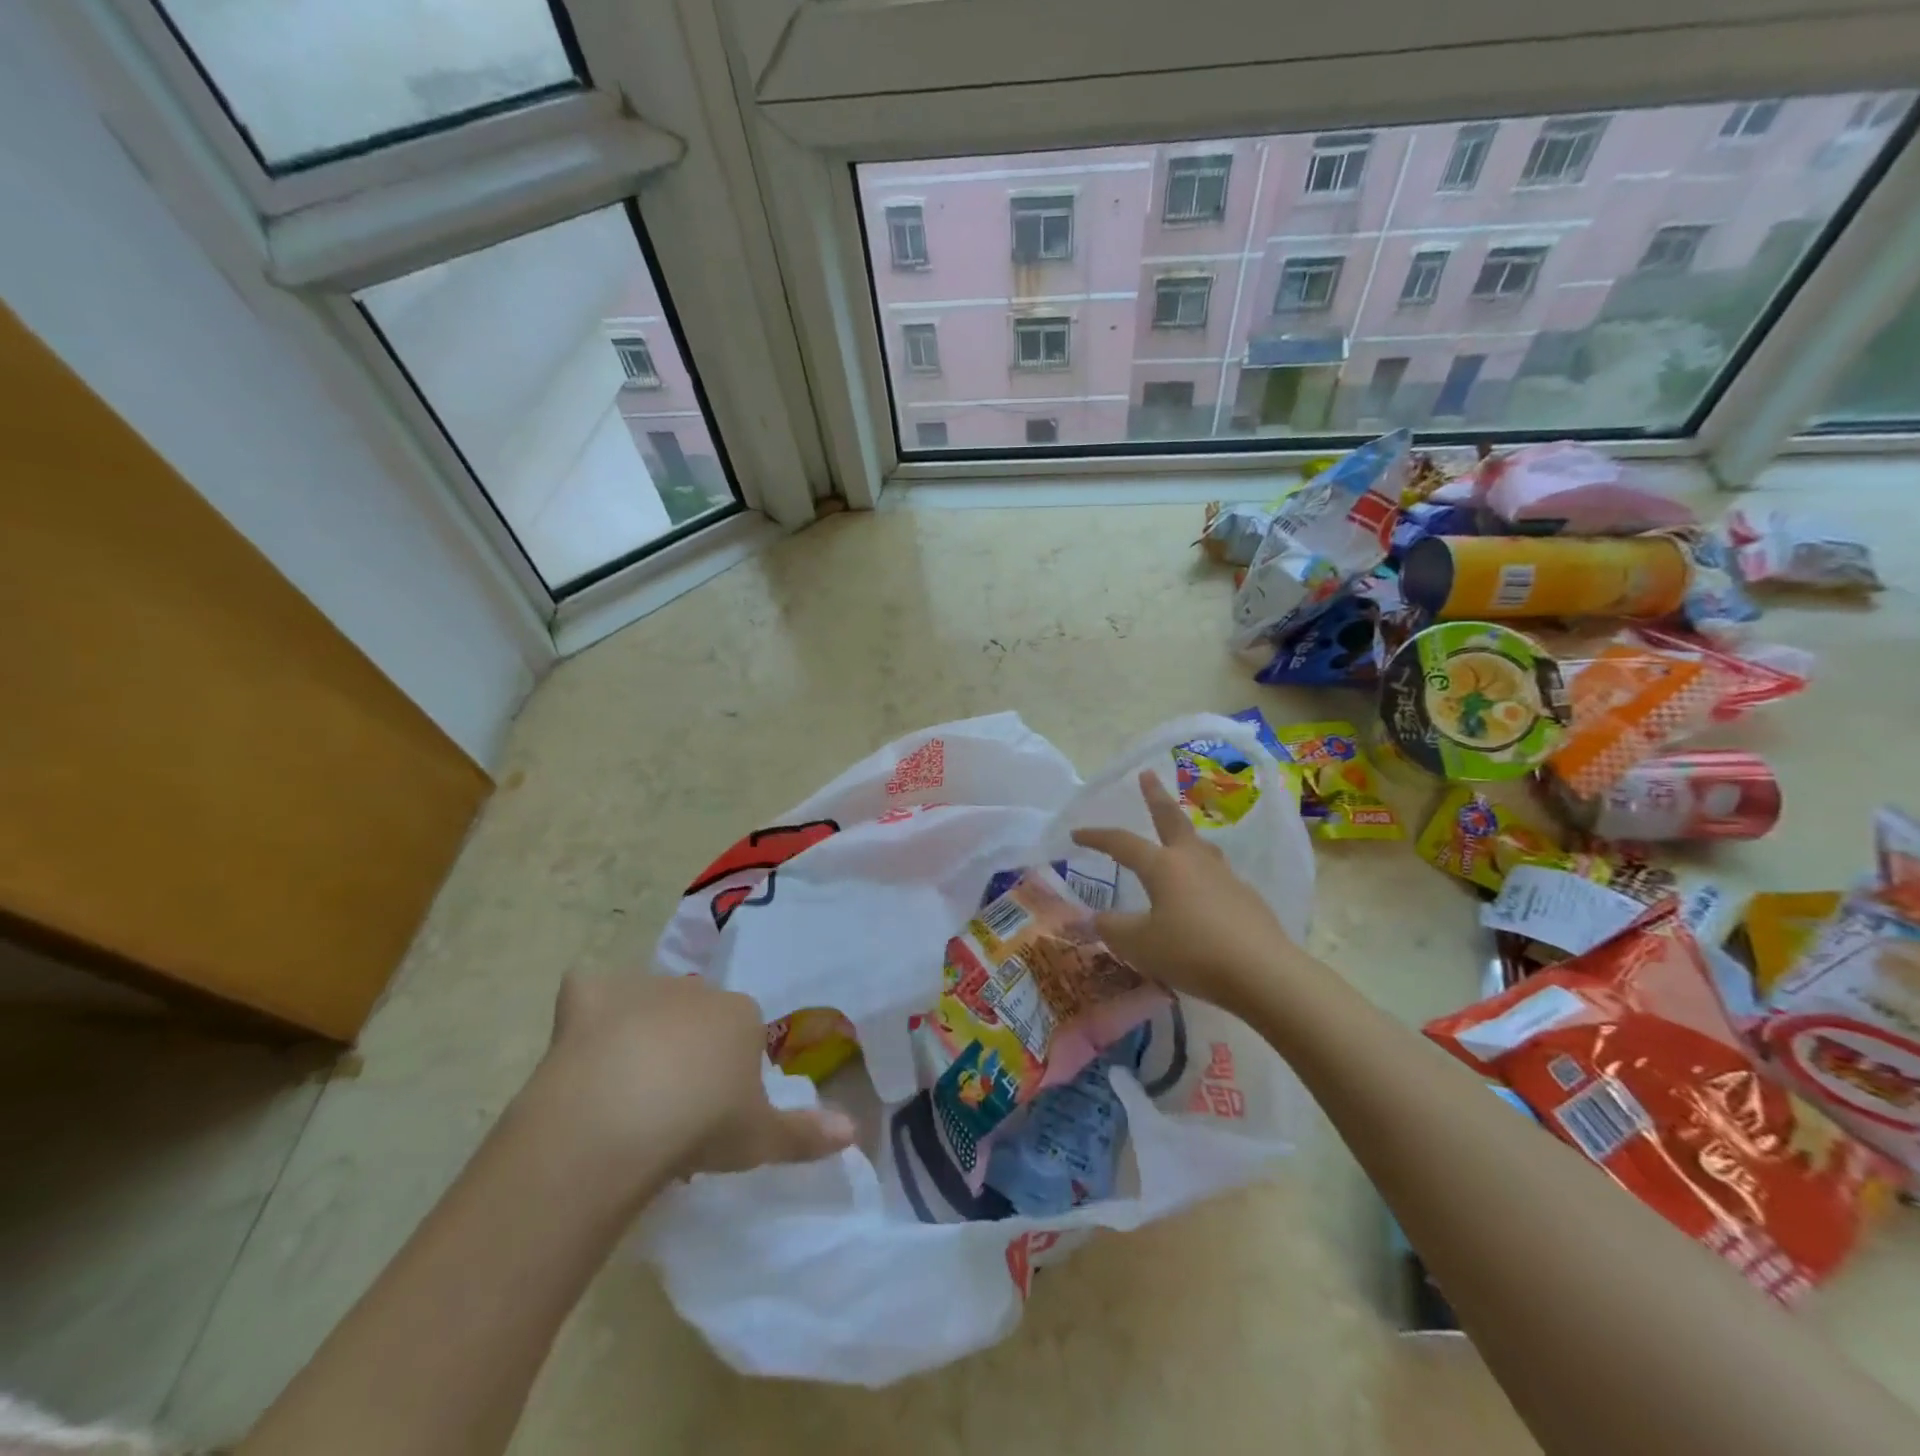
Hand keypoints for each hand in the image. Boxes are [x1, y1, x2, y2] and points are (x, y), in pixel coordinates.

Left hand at [534, 972, 855, 1187]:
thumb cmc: (702, 1126)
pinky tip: (579, 1051)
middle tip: (667, 1108)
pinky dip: (585, 1013)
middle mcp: (696, 991)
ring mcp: (642, 988)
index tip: (712, 1114)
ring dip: (638, 1033)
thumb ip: (807, 1134)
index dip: (726, 1072)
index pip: (741, 1033)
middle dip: (684, 1049)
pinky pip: (589, 992)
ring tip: (620, 1092)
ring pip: (644, 1005)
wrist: (620, 1118)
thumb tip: (855, 1132)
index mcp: (741, 1016)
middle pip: (693, 1016)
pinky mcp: (590, 993)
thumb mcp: (761, 1140)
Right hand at [1072, 770, 1306, 1017]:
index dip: (1097, 837)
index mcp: (1163, 866)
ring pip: (1200, 846)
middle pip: (1172, 820)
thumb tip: (1098, 918)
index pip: (1123, 843)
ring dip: (1184, 835)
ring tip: (1178, 835)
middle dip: (1156, 797)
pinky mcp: (1247, 898)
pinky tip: (1203, 893)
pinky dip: (1202, 874)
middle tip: (1148, 775)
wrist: (1262, 973)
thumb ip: (1113, 928)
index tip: (1077, 834)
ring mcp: (1225, 877)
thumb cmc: (1191, 952)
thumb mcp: (1138, 945)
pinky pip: (1217, 876)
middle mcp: (1194, 861)